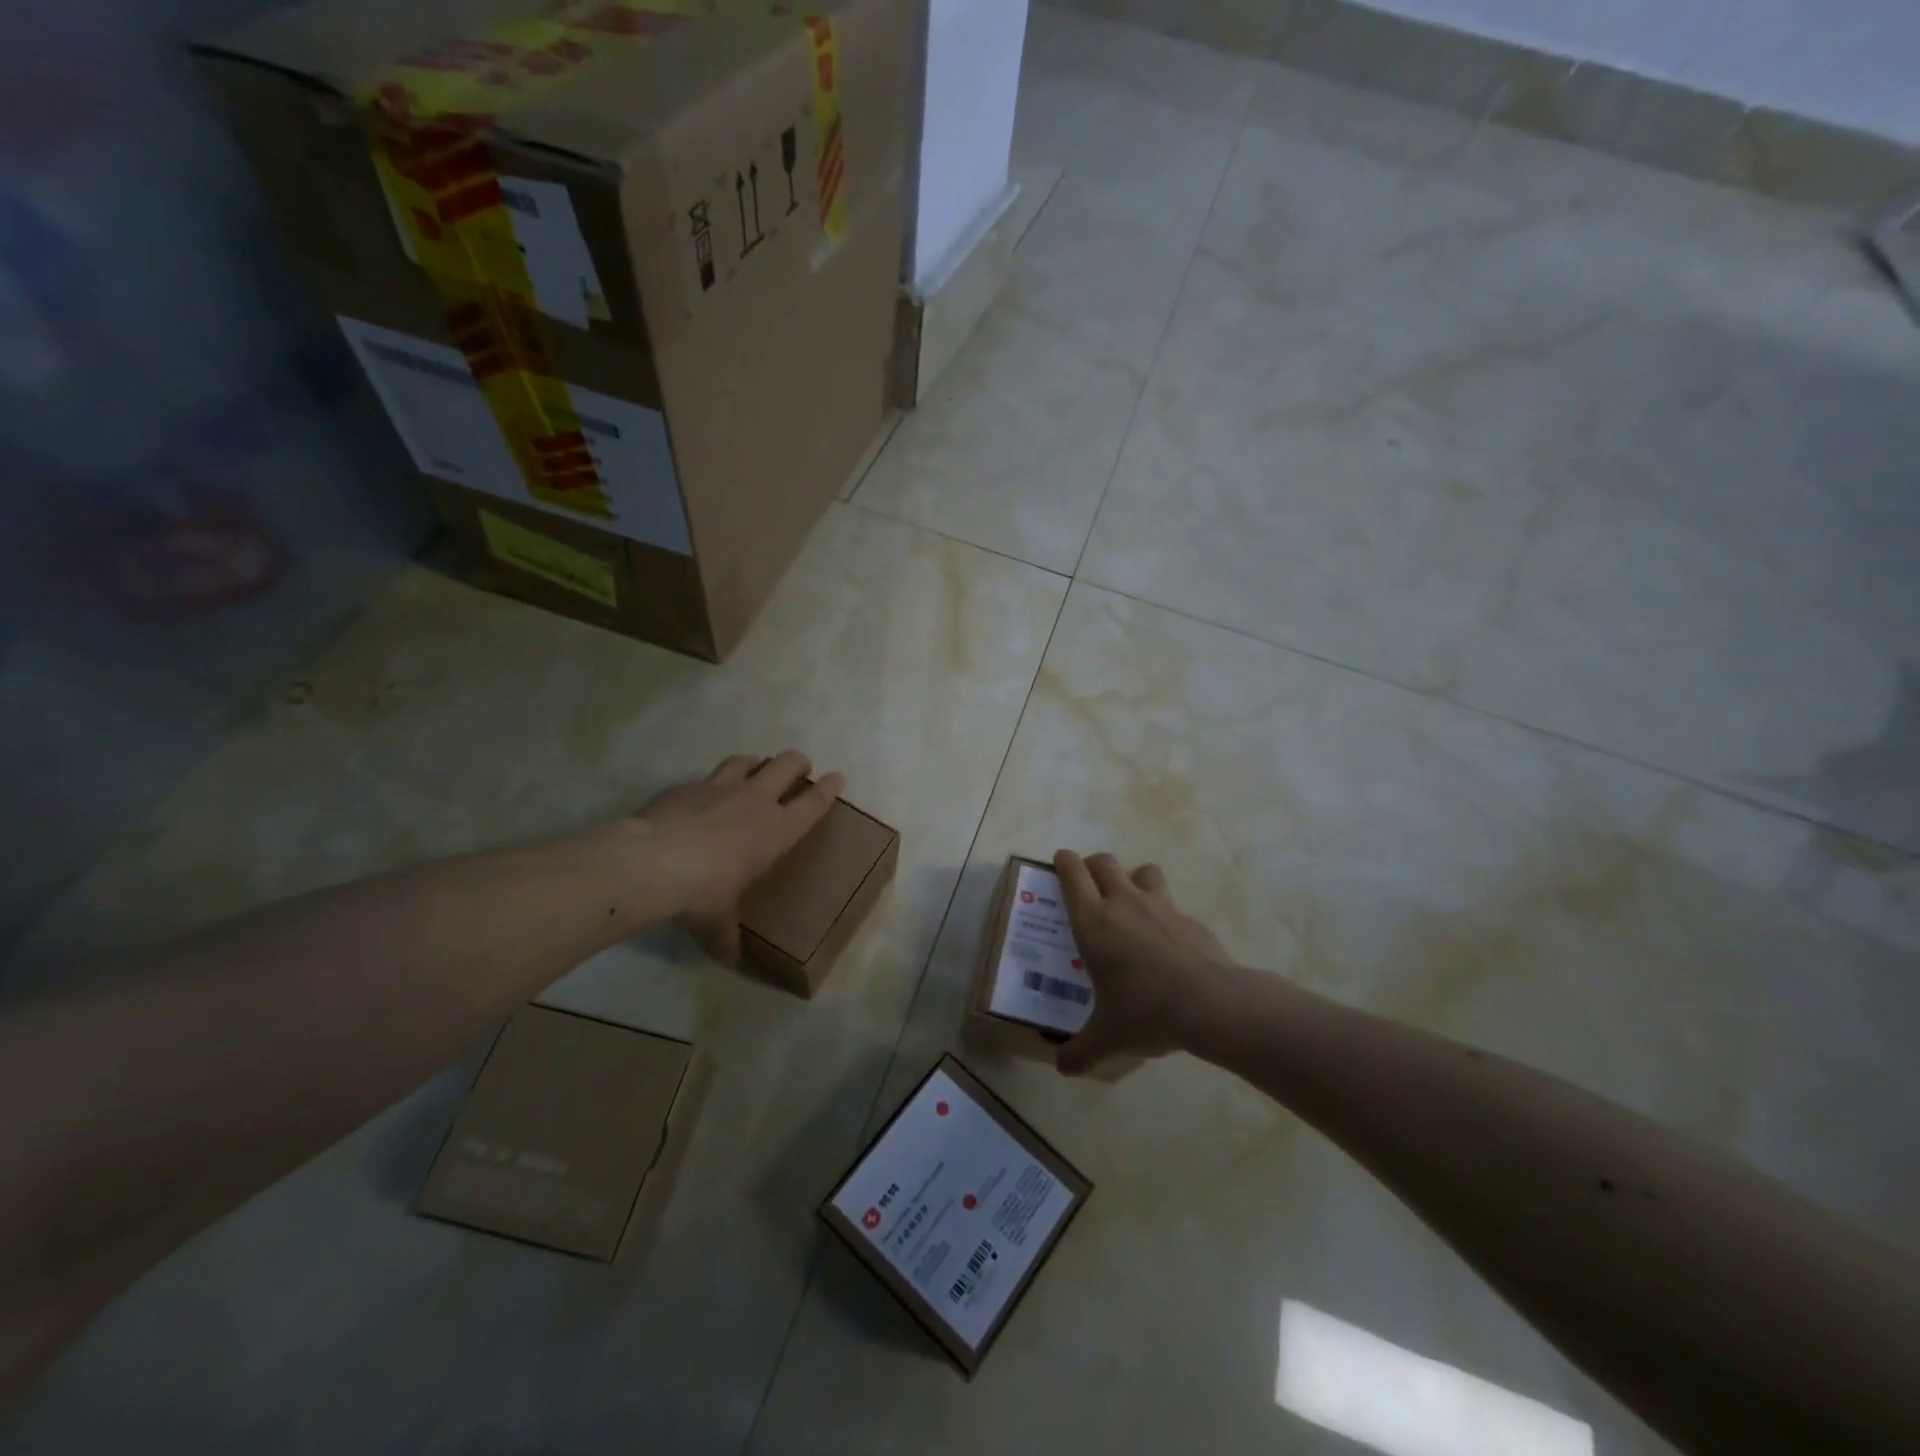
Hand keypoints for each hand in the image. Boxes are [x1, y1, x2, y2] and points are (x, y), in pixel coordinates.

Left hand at [638, 751, 842, 959]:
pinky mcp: (687, 786)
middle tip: (798, 769)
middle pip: (787, 764)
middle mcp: (755, 800)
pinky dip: (710, 785)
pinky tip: (701, 799)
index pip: (813, 802)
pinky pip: (705, 778)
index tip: (837, 777)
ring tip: (754, 771)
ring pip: (748, 761)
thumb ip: (726, 933)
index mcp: (776, 830)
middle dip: (797, 763)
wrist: (652, 862)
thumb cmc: (702, 892)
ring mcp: (720, 787)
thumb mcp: (717, 920)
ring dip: (756, 764)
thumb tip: (729, 957)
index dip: (828, 788)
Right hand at [1051, 850, 1236, 1075]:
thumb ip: (1080, 1051)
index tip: (1060, 866)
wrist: (1210, 1003)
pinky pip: (1171, 905)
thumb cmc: (1144, 1011)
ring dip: (1133, 879)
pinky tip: (1167, 943)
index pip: (1072, 872)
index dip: (1064, 862)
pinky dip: (1164, 914)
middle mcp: (1123, 902)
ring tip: (1132, 905)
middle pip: (1104, 862)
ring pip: (1142, 871)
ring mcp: (1160, 906)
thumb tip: (1062, 1069)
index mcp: (1093, 920)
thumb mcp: (1106, 1037)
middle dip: (1093, 866)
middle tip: (1090, 887)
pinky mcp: (1190, 919)